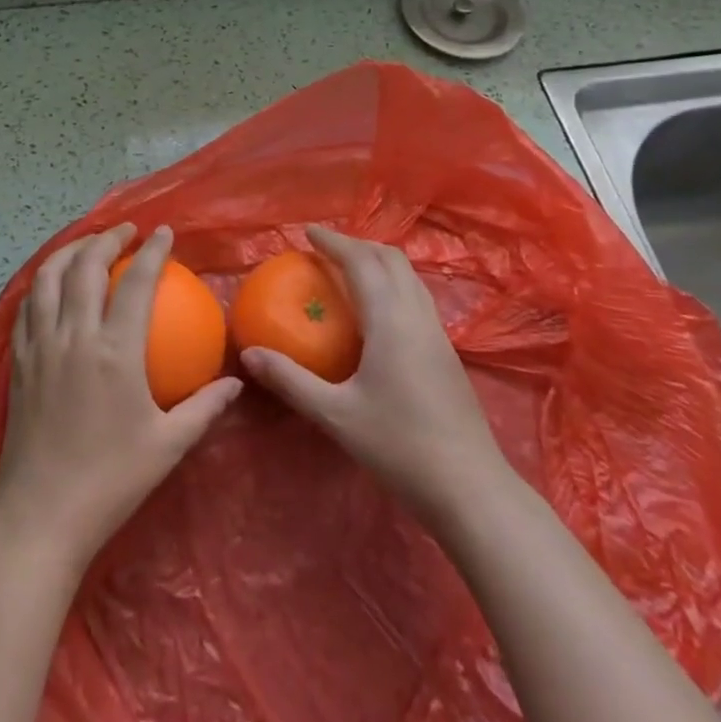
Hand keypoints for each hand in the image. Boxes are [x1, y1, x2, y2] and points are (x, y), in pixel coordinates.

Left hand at [0, 223, 241, 573]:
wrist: (42, 516)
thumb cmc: (111, 480)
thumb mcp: (169, 445)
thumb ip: (205, 408)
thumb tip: (237, 383)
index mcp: (115, 351)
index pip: (136, 282)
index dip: (152, 250)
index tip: (163, 232)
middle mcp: (74, 336)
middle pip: (86, 266)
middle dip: (107, 238)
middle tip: (126, 231)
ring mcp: (40, 347)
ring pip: (48, 278)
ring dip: (69, 251)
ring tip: (88, 244)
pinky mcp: (18, 362)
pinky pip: (26, 307)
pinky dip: (42, 283)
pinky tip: (52, 285)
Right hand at [240, 226, 509, 528]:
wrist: (471, 488)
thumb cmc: (399, 447)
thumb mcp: (336, 415)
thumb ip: (291, 380)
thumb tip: (249, 354)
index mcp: (391, 319)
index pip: (361, 262)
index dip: (334, 242)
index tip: (308, 233)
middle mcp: (417, 315)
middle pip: (391, 259)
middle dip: (357, 245)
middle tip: (325, 250)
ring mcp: (438, 333)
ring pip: (409, 277)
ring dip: (379, 262)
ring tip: (349, 271)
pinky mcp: (447, 352)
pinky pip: (417, 297)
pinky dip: (393, 284)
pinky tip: (378, 312)